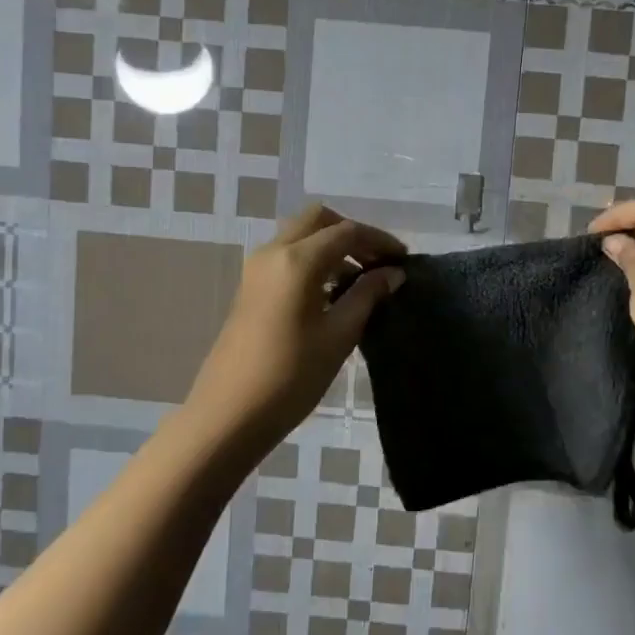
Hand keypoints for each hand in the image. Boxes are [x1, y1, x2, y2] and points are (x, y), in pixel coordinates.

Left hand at [181, 205, 405, 453]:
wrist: (230, 413)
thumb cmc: (291, 376)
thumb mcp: (339, 335)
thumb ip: (367, 296)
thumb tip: (393, 273)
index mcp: (297, 260)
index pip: (347, 232)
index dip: (379, 241)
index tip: (404, 260)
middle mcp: (273, 252)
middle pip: (318, 221)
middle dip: (352, 234)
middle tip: (378, 262)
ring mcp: (257, 269)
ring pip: (300, 236)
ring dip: (332, 246)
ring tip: (361, 280)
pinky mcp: (250, 287)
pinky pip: (287, 256)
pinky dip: (313, 260)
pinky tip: (332, 292)